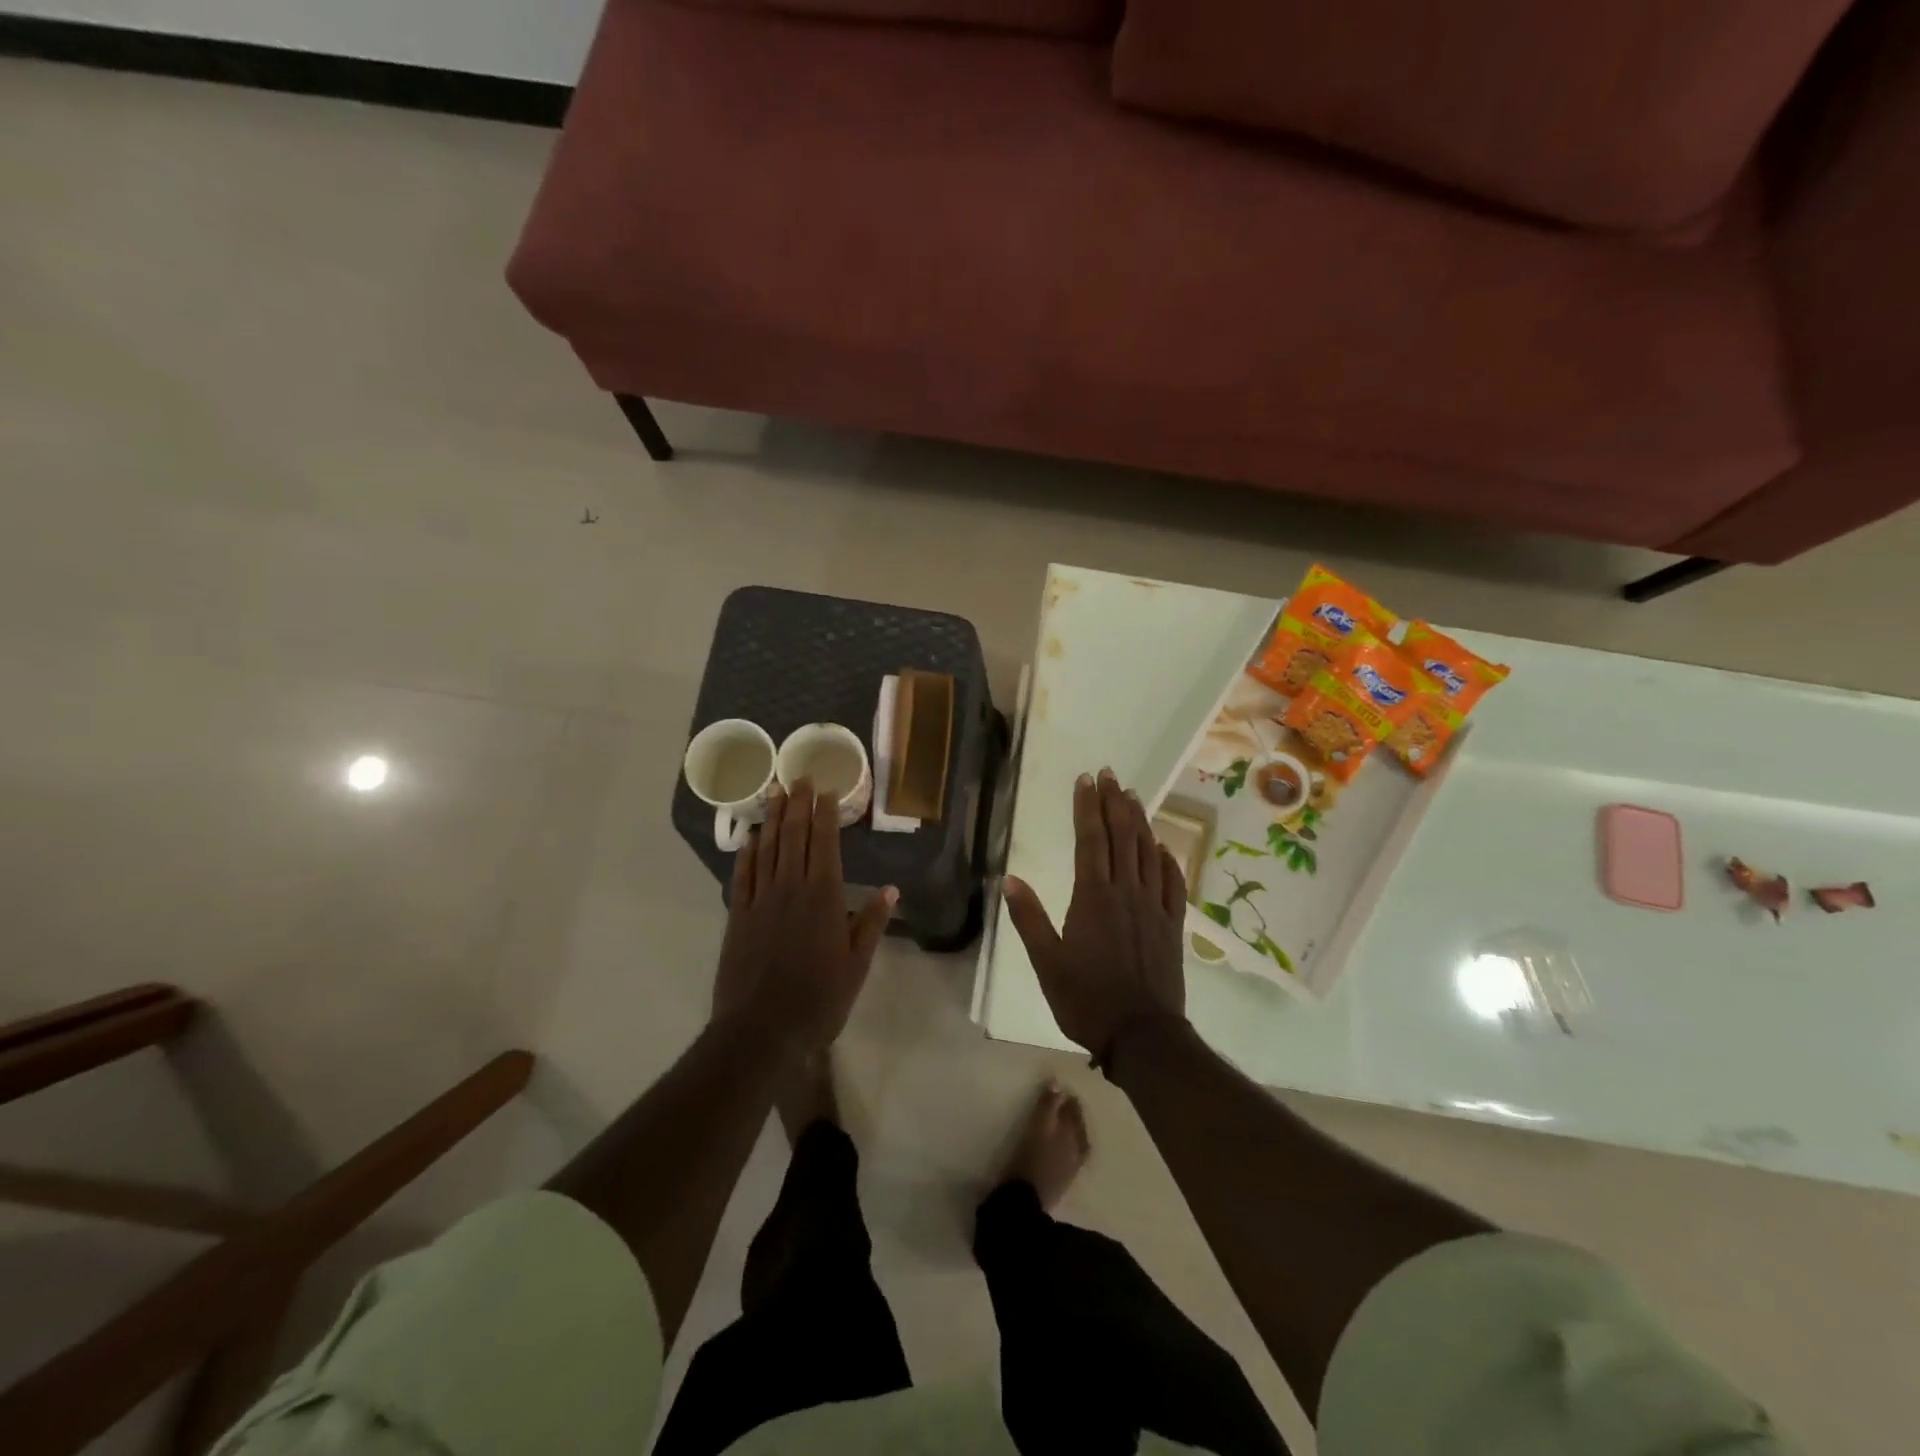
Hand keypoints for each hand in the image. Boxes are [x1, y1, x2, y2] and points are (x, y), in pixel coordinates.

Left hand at [713, 780, 895, 1058]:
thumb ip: (871, 923)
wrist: (762, 1029)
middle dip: (798, 805)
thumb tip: (891, 889)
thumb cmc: (819, 998)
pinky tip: (750, 837)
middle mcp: (791, 888)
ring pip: (768, 849)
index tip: (825, 789)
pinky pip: (743, 876)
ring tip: (775, 792)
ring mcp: (761, 900)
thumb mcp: (857, 964)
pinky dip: (747, 853)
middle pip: (794, 837)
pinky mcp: (739, 916)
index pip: (824, 843)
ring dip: (773, 819)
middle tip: (799, 777)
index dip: (825, 814)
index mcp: (823, 896)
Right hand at [1003, 768, 1187, 1061]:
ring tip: (1133, 797)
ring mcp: (1154, 907)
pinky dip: (1169, 860)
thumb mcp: (1046, 962)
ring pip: (1149, 853)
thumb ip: (1028, 918)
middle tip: (1110, 774)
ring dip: (1141, 822)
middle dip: (1114, 803)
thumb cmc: (1086, 999)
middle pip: (1122, 837)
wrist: (1142, 1035)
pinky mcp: (1173, 925)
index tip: (1086, 780)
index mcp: (1093, 897)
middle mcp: (1126, 892)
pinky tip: (1164, 847)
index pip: (1090, 840)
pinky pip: (1173, 884)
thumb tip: (1008, 878)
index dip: (1087, 807)